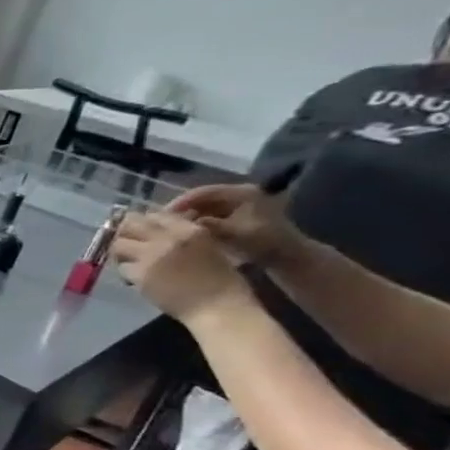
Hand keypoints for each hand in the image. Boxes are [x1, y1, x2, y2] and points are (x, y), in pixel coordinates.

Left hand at [110, 211, 252, 321]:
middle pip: (130, 225)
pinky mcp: (140, 275)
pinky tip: (135, 278)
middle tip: (128, 244)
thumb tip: (155, 231)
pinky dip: (125, 271)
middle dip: (125, 233)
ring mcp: (151, 256)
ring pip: (118, 245)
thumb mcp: (206, 247)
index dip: (143, 223)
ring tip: (129, 261)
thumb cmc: (221, 280)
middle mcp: (167, 238)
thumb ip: (180, 235)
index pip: (154, 215)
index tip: (140, 232)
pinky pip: (121, 267)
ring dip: (121, 252)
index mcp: (188, 229)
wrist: (219, 307)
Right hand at [166, 183, 306, 266]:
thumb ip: (209, 226)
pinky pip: (210, 213)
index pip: (204, 192)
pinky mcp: (236, 213)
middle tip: (162, 222)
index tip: (161, 215)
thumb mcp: (235, 235)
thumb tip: (181, 223)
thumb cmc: (264, 243)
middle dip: (182, 209)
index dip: (181, 202)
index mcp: (244, 193)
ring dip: (188, 215)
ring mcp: (239, 203)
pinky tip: (185, 231)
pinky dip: (196, 220)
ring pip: (204, 205)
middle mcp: (241, 193)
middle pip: (203, 197)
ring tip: (171, 228)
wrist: (287, 256)